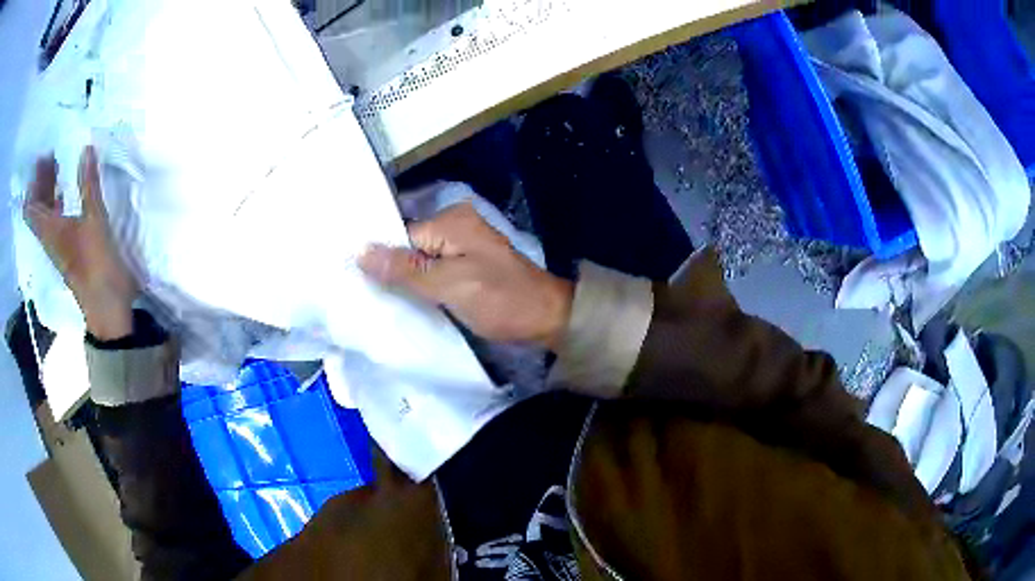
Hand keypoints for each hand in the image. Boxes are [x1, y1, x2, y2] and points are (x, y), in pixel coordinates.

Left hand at [25, 147, 138, 339]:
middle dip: (41, 181)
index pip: (30, 207)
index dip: (32, 183)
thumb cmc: (95, 261)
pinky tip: (68, 191)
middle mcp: (50, 236)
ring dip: (50, 190)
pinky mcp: (70, 247)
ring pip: (47, 213)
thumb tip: (86, 148)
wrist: (106, 304)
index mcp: (49, 229)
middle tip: (51, 154)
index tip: (41, 159)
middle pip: (38, 207)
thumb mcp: (93, 219)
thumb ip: (89, 183)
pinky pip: (57, 219)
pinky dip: (59, 202)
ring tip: (59, 166)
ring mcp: (60, 243)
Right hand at [359, 203, 573, 349]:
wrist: (547, 319)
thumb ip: (404, 269)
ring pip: (419, 261)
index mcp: (451, 221)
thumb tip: (360, 251)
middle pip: (408, 246)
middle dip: (389, 270)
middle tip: (362, 295)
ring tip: (376, 301)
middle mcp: (454, 226)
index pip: (400, 236)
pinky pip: (433, 271)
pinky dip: (420, 286)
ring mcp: (462, 247)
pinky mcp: (466, 266)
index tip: (353, 281)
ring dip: (404, 281)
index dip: (379, 259)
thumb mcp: (449, 286)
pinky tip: (404, 301)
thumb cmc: (501, 301)